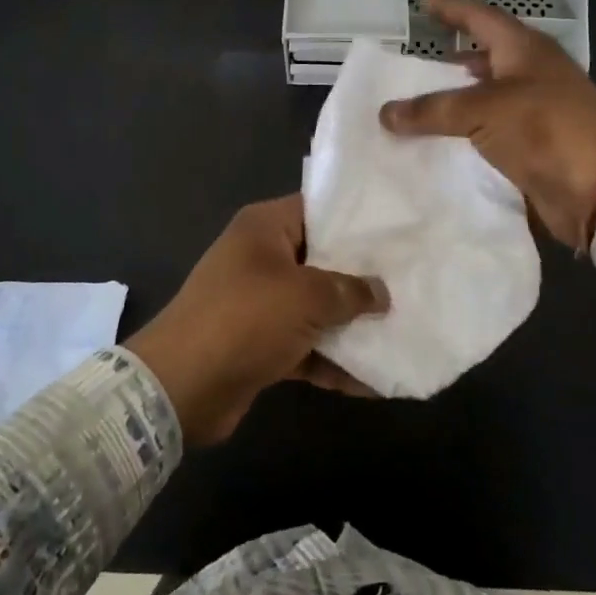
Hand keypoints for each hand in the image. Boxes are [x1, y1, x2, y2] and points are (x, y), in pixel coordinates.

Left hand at [126, 195, 388, 445]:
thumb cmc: (246, 318)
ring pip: (316, 307)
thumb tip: (382, 292)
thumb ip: (350, 290)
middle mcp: (261, 258)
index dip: (357, 218)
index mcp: (265, 228)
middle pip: (322, 260)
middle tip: (412, 281)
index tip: (399, 230)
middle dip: (363, 277)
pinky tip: (375, 379)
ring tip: (404, 330)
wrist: (183, 385)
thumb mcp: (305, 296)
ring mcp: (260, 303)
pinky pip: (306, 346)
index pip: (318, 209)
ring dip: (352, 324)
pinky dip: (333, 361)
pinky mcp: (260, 344)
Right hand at [379, 0, 595, 249]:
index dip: (452, 10)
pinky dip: (466, 133)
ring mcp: (536, 110)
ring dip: (457, 100)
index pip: (481, 18)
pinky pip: (490, 131)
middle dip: (452, 59)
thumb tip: (385, 113)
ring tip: (420, 105)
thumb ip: (432, 109)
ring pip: (487, 97)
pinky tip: (441, 141)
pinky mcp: (535, 144)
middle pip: (486, 57)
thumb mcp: (483, 110)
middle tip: (416, 63)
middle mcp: (532, 73)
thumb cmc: (545, 128)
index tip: (424, 3)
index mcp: (525, 50)